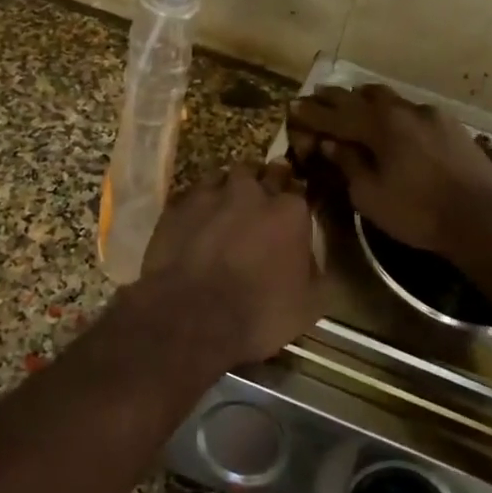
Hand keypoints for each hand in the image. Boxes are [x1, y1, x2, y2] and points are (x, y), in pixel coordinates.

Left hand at [139, 161, 319, 362]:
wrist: (191, 319)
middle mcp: (251, 192)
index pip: (297, 190)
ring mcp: (210, 196)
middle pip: (261, 173)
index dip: (293, 202)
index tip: (289, 215)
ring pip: (223, 177)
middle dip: (264, 182)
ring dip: (228, 189)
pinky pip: (191, 196)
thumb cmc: (260, 314)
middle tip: (260, 202)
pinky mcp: (176, 208)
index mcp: (289, 211)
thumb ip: (315, 270)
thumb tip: (309, 258)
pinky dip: (197, 206)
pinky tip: (195, 223)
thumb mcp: (310, 304)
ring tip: (225, 209)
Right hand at [288, 84, 491, 256]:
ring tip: (353, 100)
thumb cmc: (417, 212)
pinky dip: (392, 112)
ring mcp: (431, 115)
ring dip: (366, 99)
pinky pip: (411, 110)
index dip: (312, 113)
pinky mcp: (451, 125)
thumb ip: (348, 165)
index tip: (293, 106)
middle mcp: (403, 110)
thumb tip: (331, 144)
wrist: (481, 217)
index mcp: (380, 126)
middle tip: (317, 97)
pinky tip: (393, 121)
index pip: (336, 115)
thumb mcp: (370, 196)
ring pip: (390, 98)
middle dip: (336, 98)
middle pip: (362, 97)